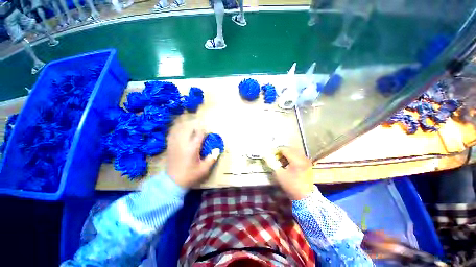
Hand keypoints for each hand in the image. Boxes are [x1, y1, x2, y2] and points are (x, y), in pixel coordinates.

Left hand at [167, 123, 219, 188]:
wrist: (172, 183)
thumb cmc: (190, 175)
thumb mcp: (204, 169)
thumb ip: (212, 158)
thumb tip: (217, 150)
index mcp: (192, 148)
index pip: (200, 133)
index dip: (205, 131)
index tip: (209, 133)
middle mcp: (183, 143)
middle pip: (189, 129)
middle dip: (196, 129)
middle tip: (201, 132)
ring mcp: (175, 144)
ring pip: (179, 130)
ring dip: (186, 128)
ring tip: (191, 131)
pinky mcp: (169, 147)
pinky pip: (172, 135)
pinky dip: (176, 132)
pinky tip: (179, 134)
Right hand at [272, 147, 315, 199]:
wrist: (304, 196)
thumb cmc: (290, 185)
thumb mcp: (279, 174)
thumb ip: (272, 163)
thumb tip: (265, 155)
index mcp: (296, 160)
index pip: (285, 149)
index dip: (277, 150)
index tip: (271, 154)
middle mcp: (303, 158)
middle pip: (290, 149)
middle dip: (282, 152)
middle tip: (276, 157)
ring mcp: (307, 160)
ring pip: (295, 151)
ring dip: (287, 153)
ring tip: (282, 159)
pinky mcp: (308, 163)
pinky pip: (299, 155)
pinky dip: (292, 156)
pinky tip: (288, 162)